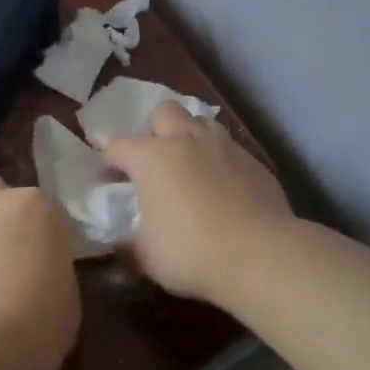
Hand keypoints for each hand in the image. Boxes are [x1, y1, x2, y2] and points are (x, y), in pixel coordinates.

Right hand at [103, 102, 292, 302]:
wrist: (260, 255)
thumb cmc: (191, 252)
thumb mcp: (147, 257)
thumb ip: (128, 245)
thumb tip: (120, 243)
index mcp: (151, 157)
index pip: (118, 146)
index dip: (108, 162)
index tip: (108, 181)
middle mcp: (186, 140)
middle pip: (164, 112)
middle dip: (154, 130)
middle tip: (154, 161)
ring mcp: (224, 147)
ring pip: (201, 122)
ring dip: (190, 137)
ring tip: (189, 167)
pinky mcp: (253, 161)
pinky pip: (229, 149)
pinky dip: (219, 161)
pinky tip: (222, 188)